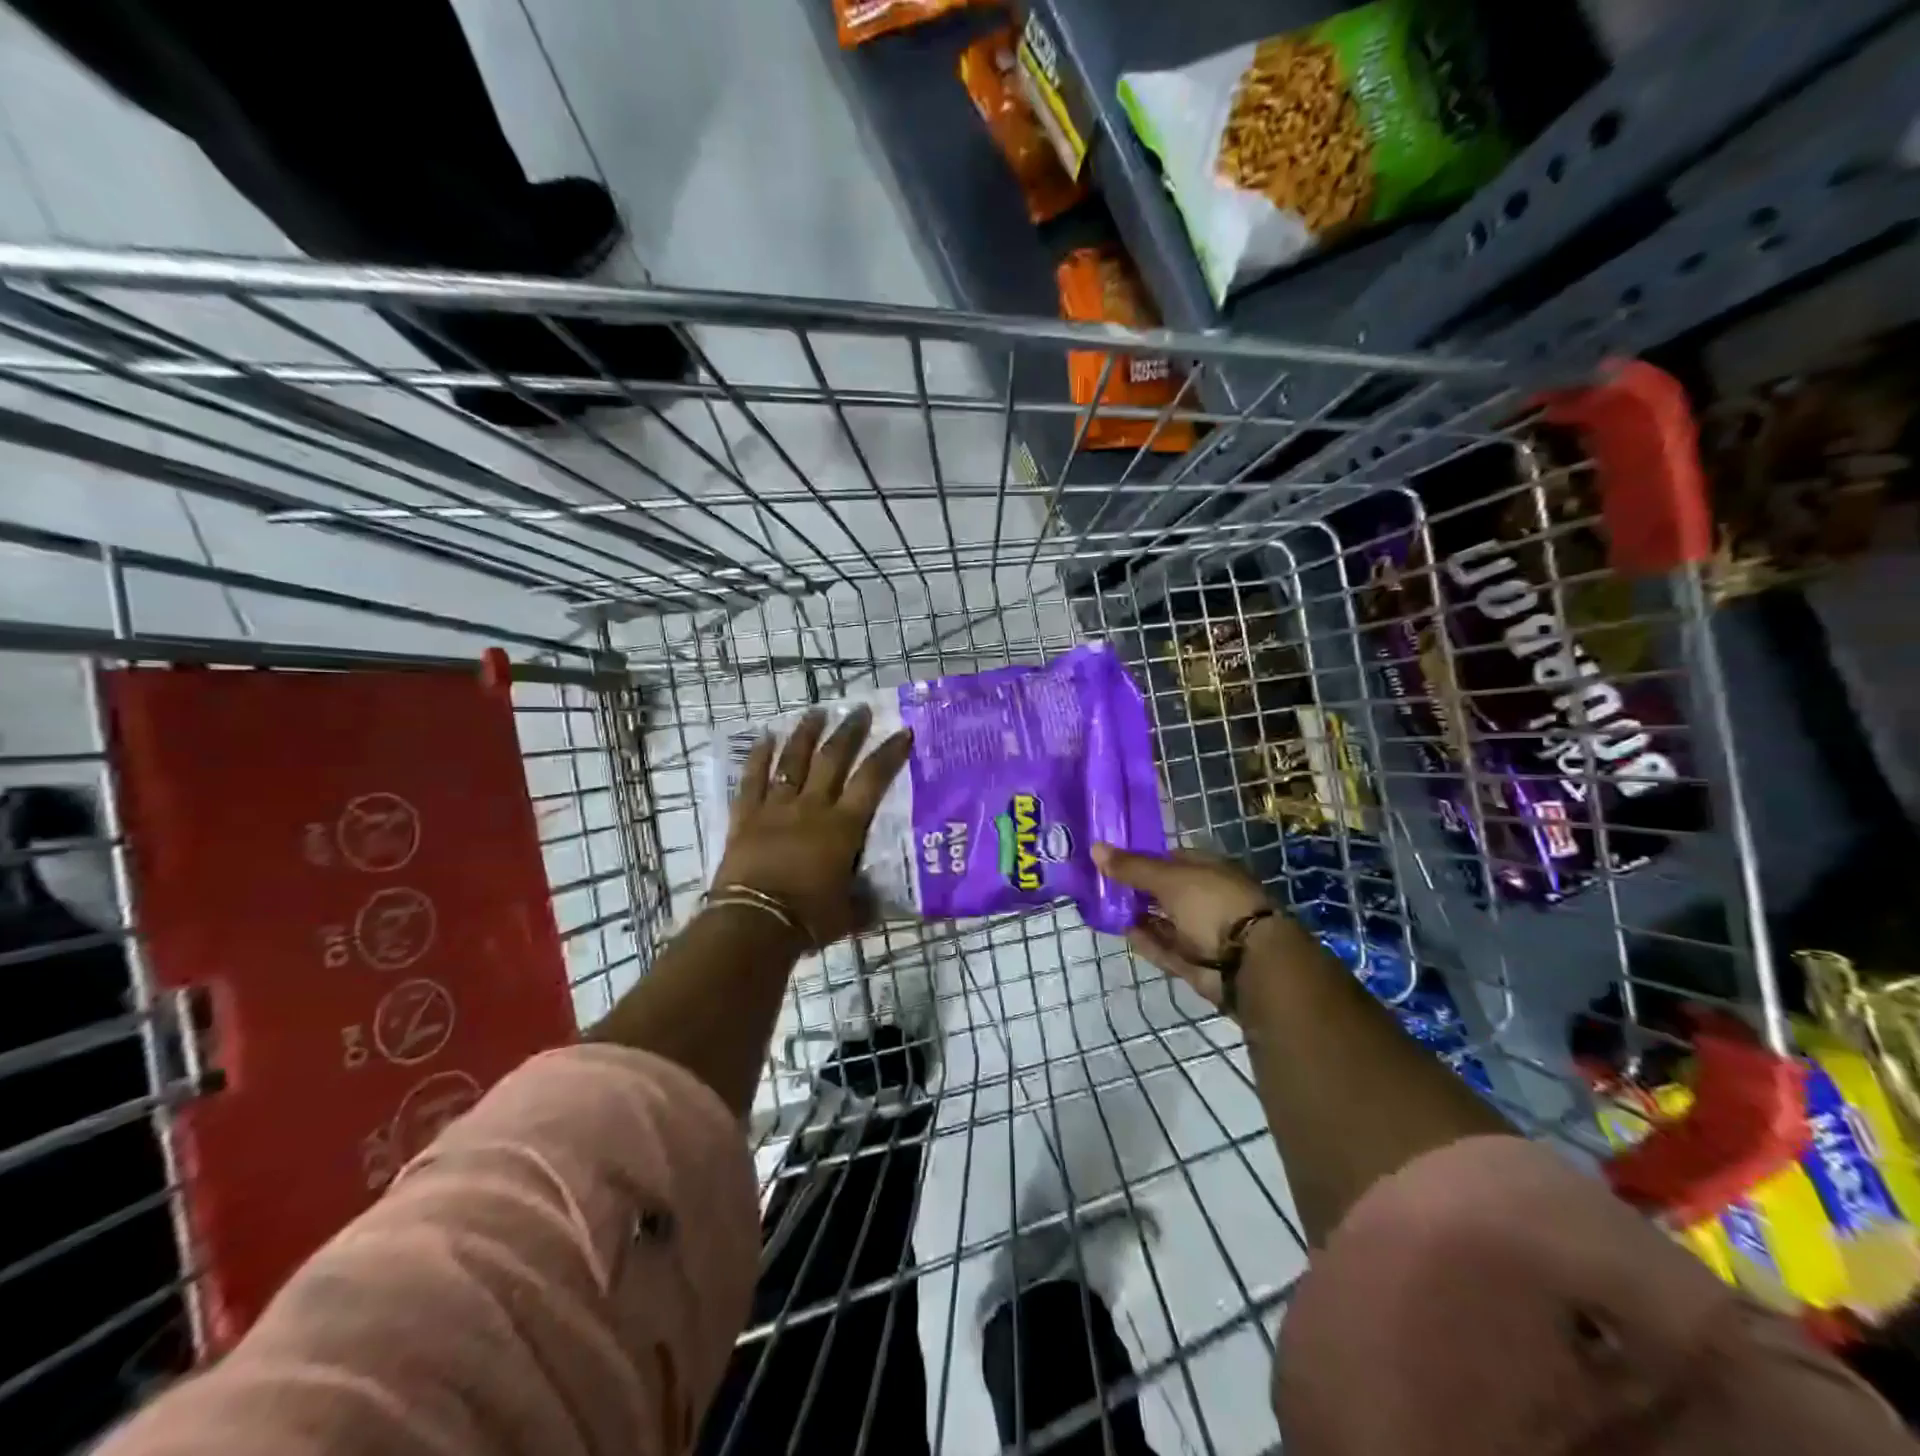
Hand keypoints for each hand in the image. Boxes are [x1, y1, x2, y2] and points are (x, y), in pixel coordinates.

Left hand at [713, 705, 912, 948]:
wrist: (754, 924)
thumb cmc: (809, 919)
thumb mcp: (849, 914)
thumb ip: (865, 902)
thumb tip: (877, 900)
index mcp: (843, 827)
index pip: (872, 781)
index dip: (889, 754)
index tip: (903, 733)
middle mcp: (812, 807)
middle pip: (832, 759)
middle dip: (849, 731)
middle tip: (859, 710)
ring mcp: (776, 808)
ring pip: (792, 760)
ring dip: (806, 733)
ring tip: (816, 711)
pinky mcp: (746, 817)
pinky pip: (752, 779)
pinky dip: (758, 757)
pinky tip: (764, 737)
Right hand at [1091, 843, 1278, 1008]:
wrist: (1247, 963)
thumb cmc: (1211, 904)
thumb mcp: (1168, 878)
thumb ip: (1132, 867)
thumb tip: (1095, 847)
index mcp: (1208, 869)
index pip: (1170, 858)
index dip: (1142, 858)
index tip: (1112, 860)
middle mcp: (1206, 897)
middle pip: (1164, 890)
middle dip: (1136, 888)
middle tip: (1101, 885)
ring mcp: (1201, 931)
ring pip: (1163, 920)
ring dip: (1138, 915)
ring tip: (1105, 907)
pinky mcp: (1194, 960)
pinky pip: (1164, 946)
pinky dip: (1145, 939)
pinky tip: (1122, 931)